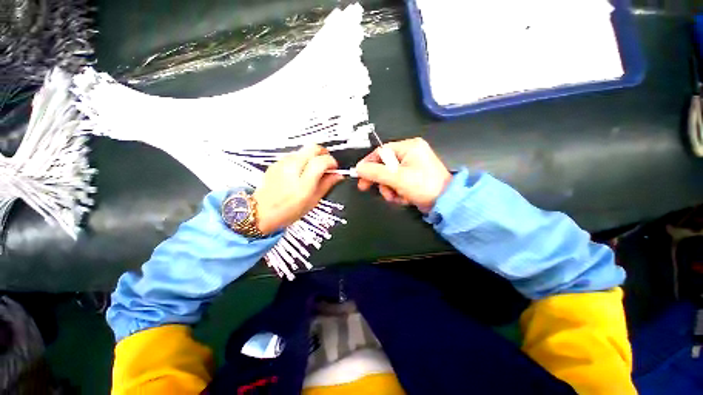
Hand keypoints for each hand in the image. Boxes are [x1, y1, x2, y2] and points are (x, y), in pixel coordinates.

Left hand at [253, 145, 343, 233]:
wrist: (261, 212)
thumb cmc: (288, 211)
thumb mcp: (313, 201)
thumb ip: (326, 185)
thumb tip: (338, 175)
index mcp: (303, 183)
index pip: (322, 161)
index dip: (332, 162)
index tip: (334, 168)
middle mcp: (292, 169)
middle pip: (313, 147)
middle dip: (323, 153)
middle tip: (326, 163)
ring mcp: (282, 164)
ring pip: (303, 150)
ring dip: (312, 156)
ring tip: (313, 169)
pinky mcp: (276, 163)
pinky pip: (293, 155)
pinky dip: (301, 159)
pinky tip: (300, 171)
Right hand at [356, 138, 451, 212]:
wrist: (446, 203)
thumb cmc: (424, 186)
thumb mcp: (397, 178)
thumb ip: (375, 172)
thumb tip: (359, 168)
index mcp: (409, 147)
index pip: (381, 152)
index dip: (368, 164)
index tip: (360, 175)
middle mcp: (410, 154)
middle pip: (384, 165)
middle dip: (380, 180)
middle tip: (367, 188)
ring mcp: (412, 167)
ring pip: (389, 177)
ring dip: (389, 189)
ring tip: (395, 196)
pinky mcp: (413, 178)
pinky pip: (397, 183)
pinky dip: (397, 192)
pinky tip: (403, 198)